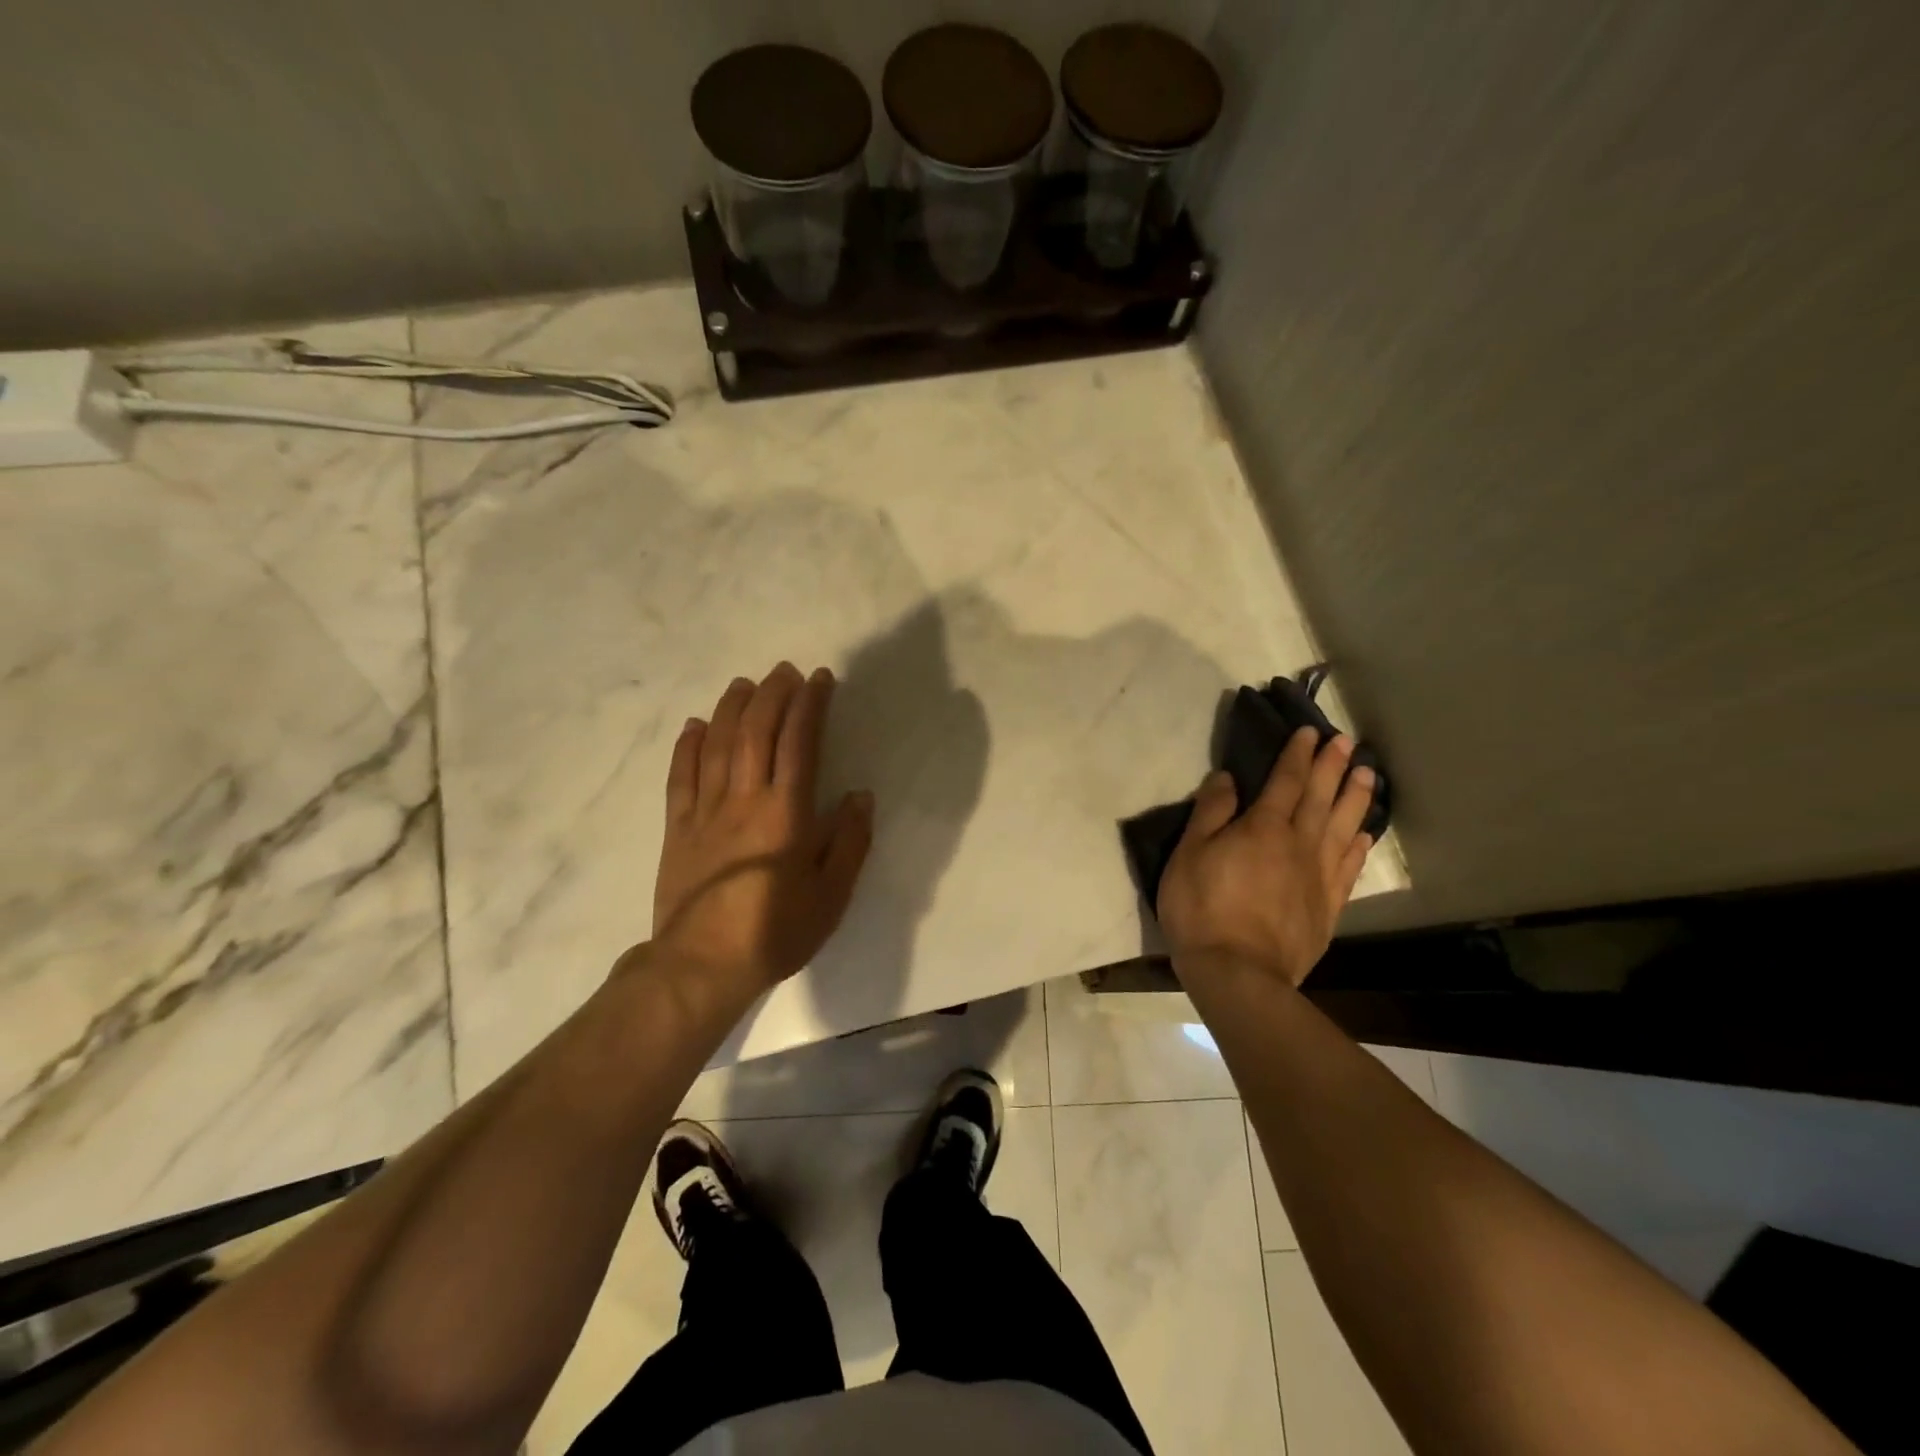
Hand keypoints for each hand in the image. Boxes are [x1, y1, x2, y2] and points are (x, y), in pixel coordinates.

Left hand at [645, 662, 873, 996]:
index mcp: (786, 814)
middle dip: (772, 695)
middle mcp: (744, 801)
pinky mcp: (677, 828)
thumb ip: (849, 843)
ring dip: (733, 708)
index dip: (810, 706)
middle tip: (785, 671)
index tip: (819, 679)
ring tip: (745, 683)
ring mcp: (705, 812)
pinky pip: (681, 777)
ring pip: (718, 745)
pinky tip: (696, 725)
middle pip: (757, 733)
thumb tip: (860, 797)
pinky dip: (688, 746)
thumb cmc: (775, 932)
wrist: (701, 967)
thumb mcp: (831, 896)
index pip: (800, 744)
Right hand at [1158, 729, 1375, 987]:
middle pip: (1321, 797)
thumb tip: (1227, 778)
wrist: (1237, 972)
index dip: (1298, 754)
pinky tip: (1365, 835)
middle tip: (1348, 741)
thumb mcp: (1189, 854)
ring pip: (1344, 827)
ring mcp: (1318, 876)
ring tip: (1368, 774)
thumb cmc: (1202, 908)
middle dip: (1334, 766)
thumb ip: (1210, 813)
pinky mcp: (1328, 907)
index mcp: (1263, 827)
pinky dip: (1359, 846)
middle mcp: (1299, 843)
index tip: (1310, 732)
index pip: (1286, 780)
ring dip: (1356, 798)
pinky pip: (1349, 867)